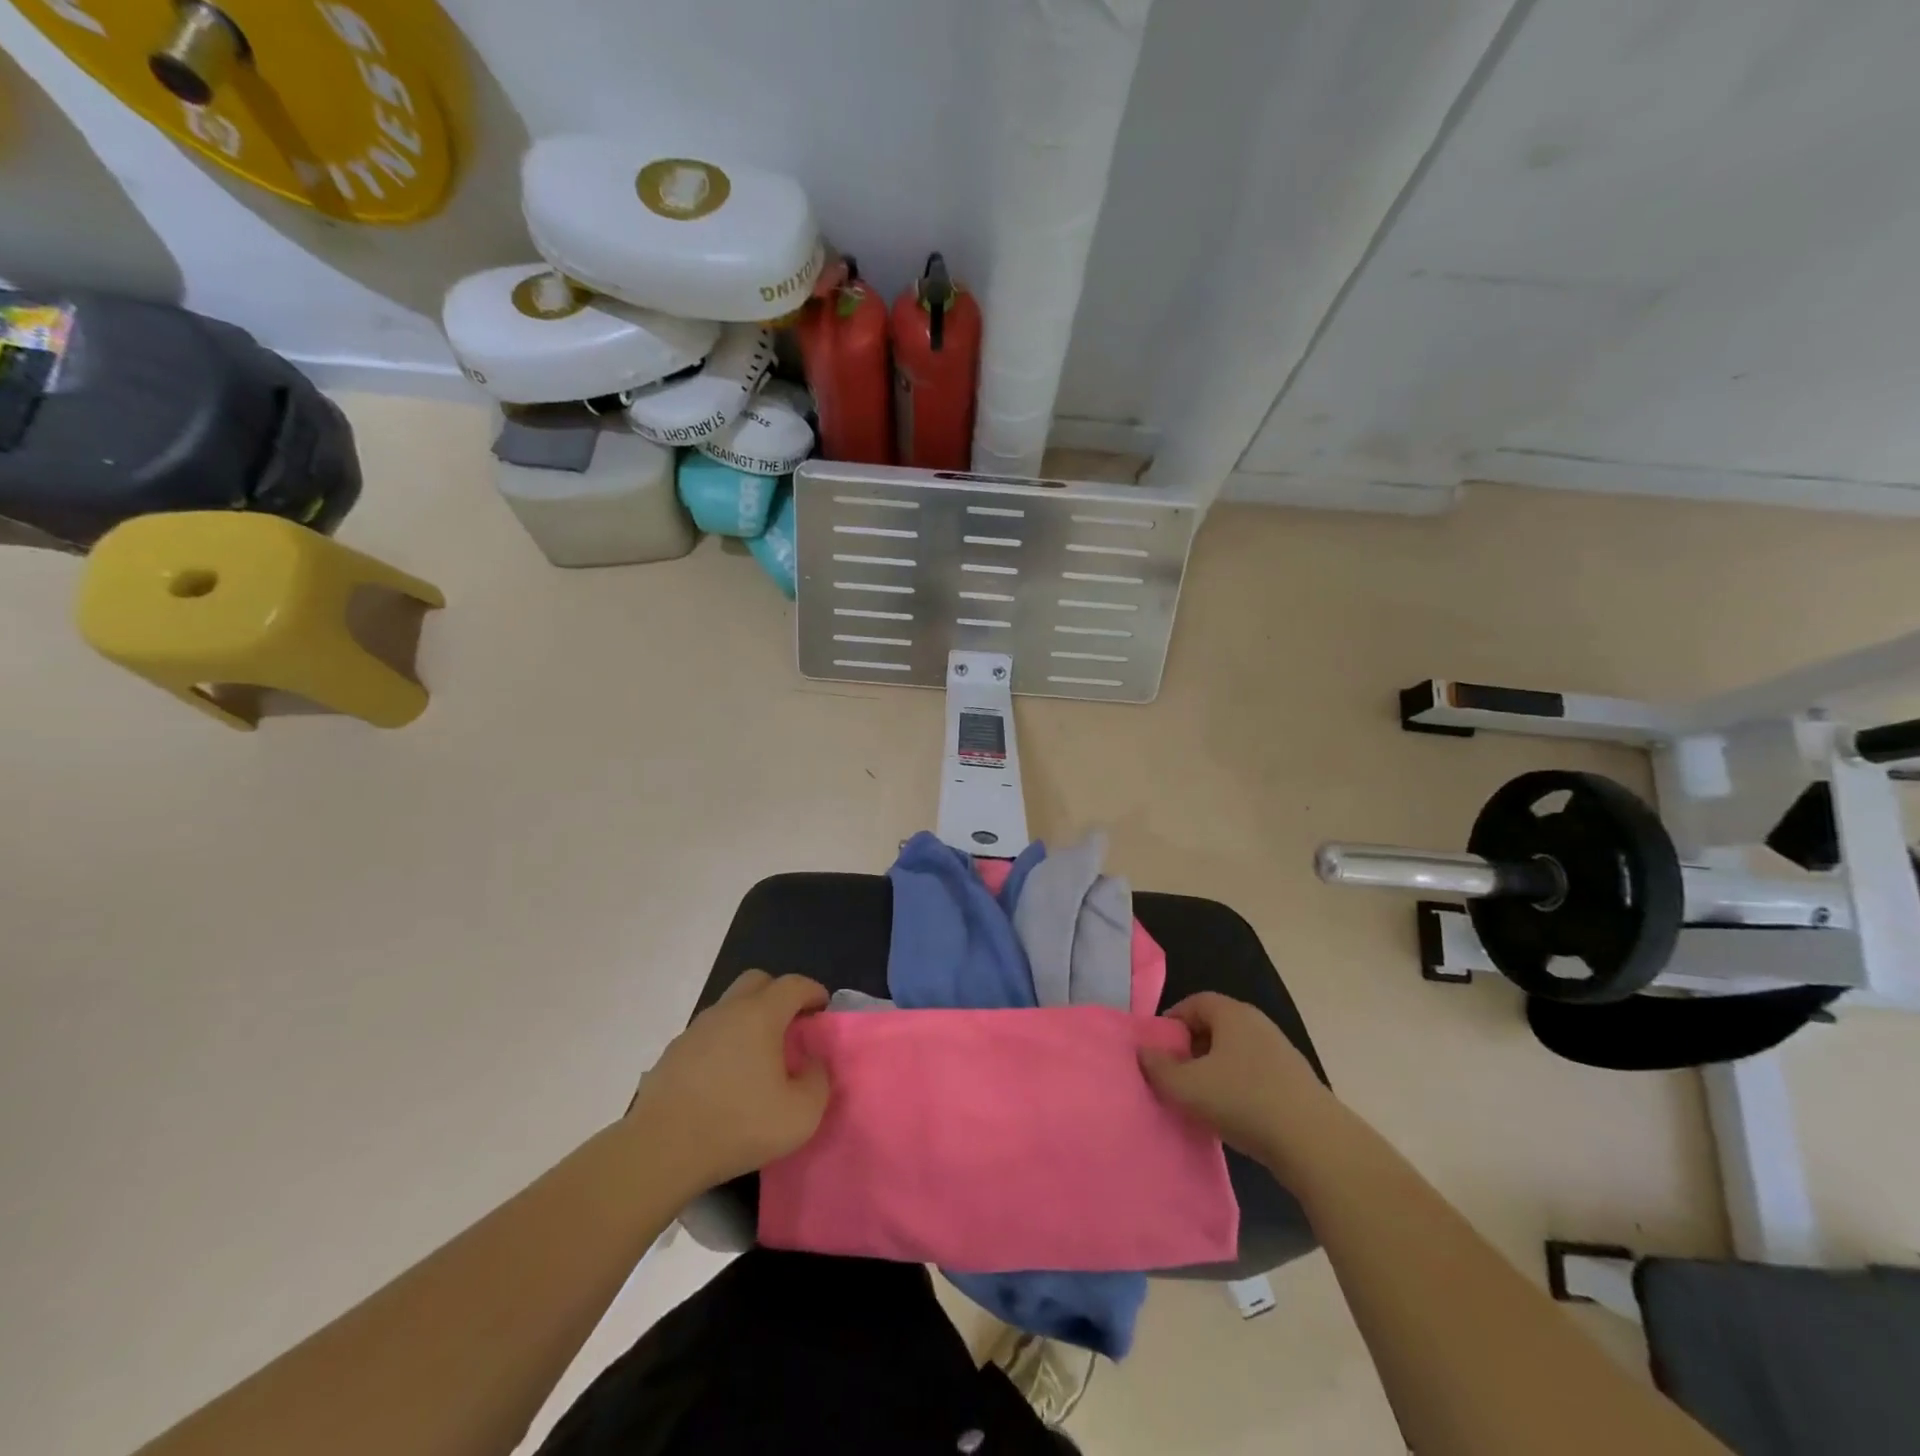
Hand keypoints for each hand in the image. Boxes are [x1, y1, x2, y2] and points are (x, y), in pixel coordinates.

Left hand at [627, 971, 829, 1186]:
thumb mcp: (800, 1115)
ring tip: (758, 1057)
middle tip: (791, 1025)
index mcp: (760, 1015)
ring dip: (748, 1019)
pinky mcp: (672, 1054)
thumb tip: (811, 1063)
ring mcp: (695, 1030)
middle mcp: (727, 1011)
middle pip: (757, 982)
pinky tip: (725, 1079)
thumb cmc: (737, 1126)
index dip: (812, 991)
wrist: (661, 1151)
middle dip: (778, 994)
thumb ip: (818, 1081)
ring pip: (729, 1007)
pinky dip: (723, 1043)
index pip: (793, 985)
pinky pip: (708, 1035)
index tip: (822, 1009)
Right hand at [1140, 993, 1334, 1172]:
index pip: (1195, 1002)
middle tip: (1174, 1075)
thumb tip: (1144, 1051)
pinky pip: (1254, 1074)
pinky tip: (1231, 1115)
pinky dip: (1237, 1087)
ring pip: (1235, 1053)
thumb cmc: (1243, 1101)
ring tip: (1199, 1099)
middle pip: (1215, 1026)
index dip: (1171, 1021)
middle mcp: (1258, 1024)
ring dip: (1214, 1070)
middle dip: (1190, 1047)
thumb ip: (1158, 1067)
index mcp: (1233, 1014)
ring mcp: (1281, 1053)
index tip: (1158, 1049)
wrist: (1314, 1143)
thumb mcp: (1187, 1086)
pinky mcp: (1295, 1083)